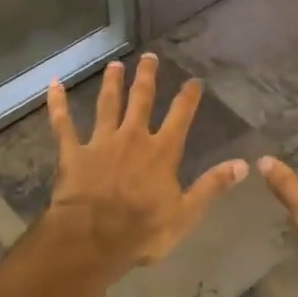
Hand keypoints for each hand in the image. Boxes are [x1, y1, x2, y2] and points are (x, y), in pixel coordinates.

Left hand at [45, 53, 248, 271]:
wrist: (92, 239)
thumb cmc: (142, 231)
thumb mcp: (186, 214)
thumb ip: (212, 186)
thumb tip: (244, 165)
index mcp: (161, 152)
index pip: (180, 117)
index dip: (188, 97)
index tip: (194, 80)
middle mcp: (132, 138)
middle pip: (141, 100)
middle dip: (147, 77)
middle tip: (149, 57)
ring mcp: (100, 142)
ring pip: (107, 105)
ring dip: (111, 83)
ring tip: (114, 65)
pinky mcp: (73, 152)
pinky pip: (63, 124)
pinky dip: (57, 104)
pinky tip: (53, 84)